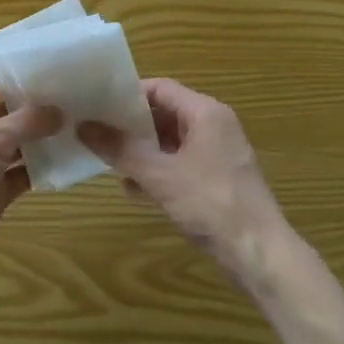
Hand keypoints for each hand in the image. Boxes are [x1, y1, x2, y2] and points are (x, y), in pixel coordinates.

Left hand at [0, 68, 60, 296]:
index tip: (48, 62)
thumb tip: (59, 110)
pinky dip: (41, 168)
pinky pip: (22, 174)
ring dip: (42, 136)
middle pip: (6, 110)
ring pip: (17, 143)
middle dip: (34, 103)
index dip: (13, 70)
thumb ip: (26, 121)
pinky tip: (69, 159)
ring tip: (79, 121)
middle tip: (73, 92)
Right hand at [79, 79, 294, 290]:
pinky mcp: (217, 180)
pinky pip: (180, 165)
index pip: (160, 88)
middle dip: (130, 125)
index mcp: (206, 113)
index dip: (126, 94)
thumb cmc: (211, 204)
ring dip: (141, 151)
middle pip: (164, 113)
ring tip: (108, 161)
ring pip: (170, 142)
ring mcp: (217, 154)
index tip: (96, 105)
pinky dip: (157, 171)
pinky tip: (133, 190)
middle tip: (96, 132)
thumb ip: (120, 149)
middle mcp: (214, 126)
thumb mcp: (160, 175)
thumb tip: (83, 126)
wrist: (260, 255)